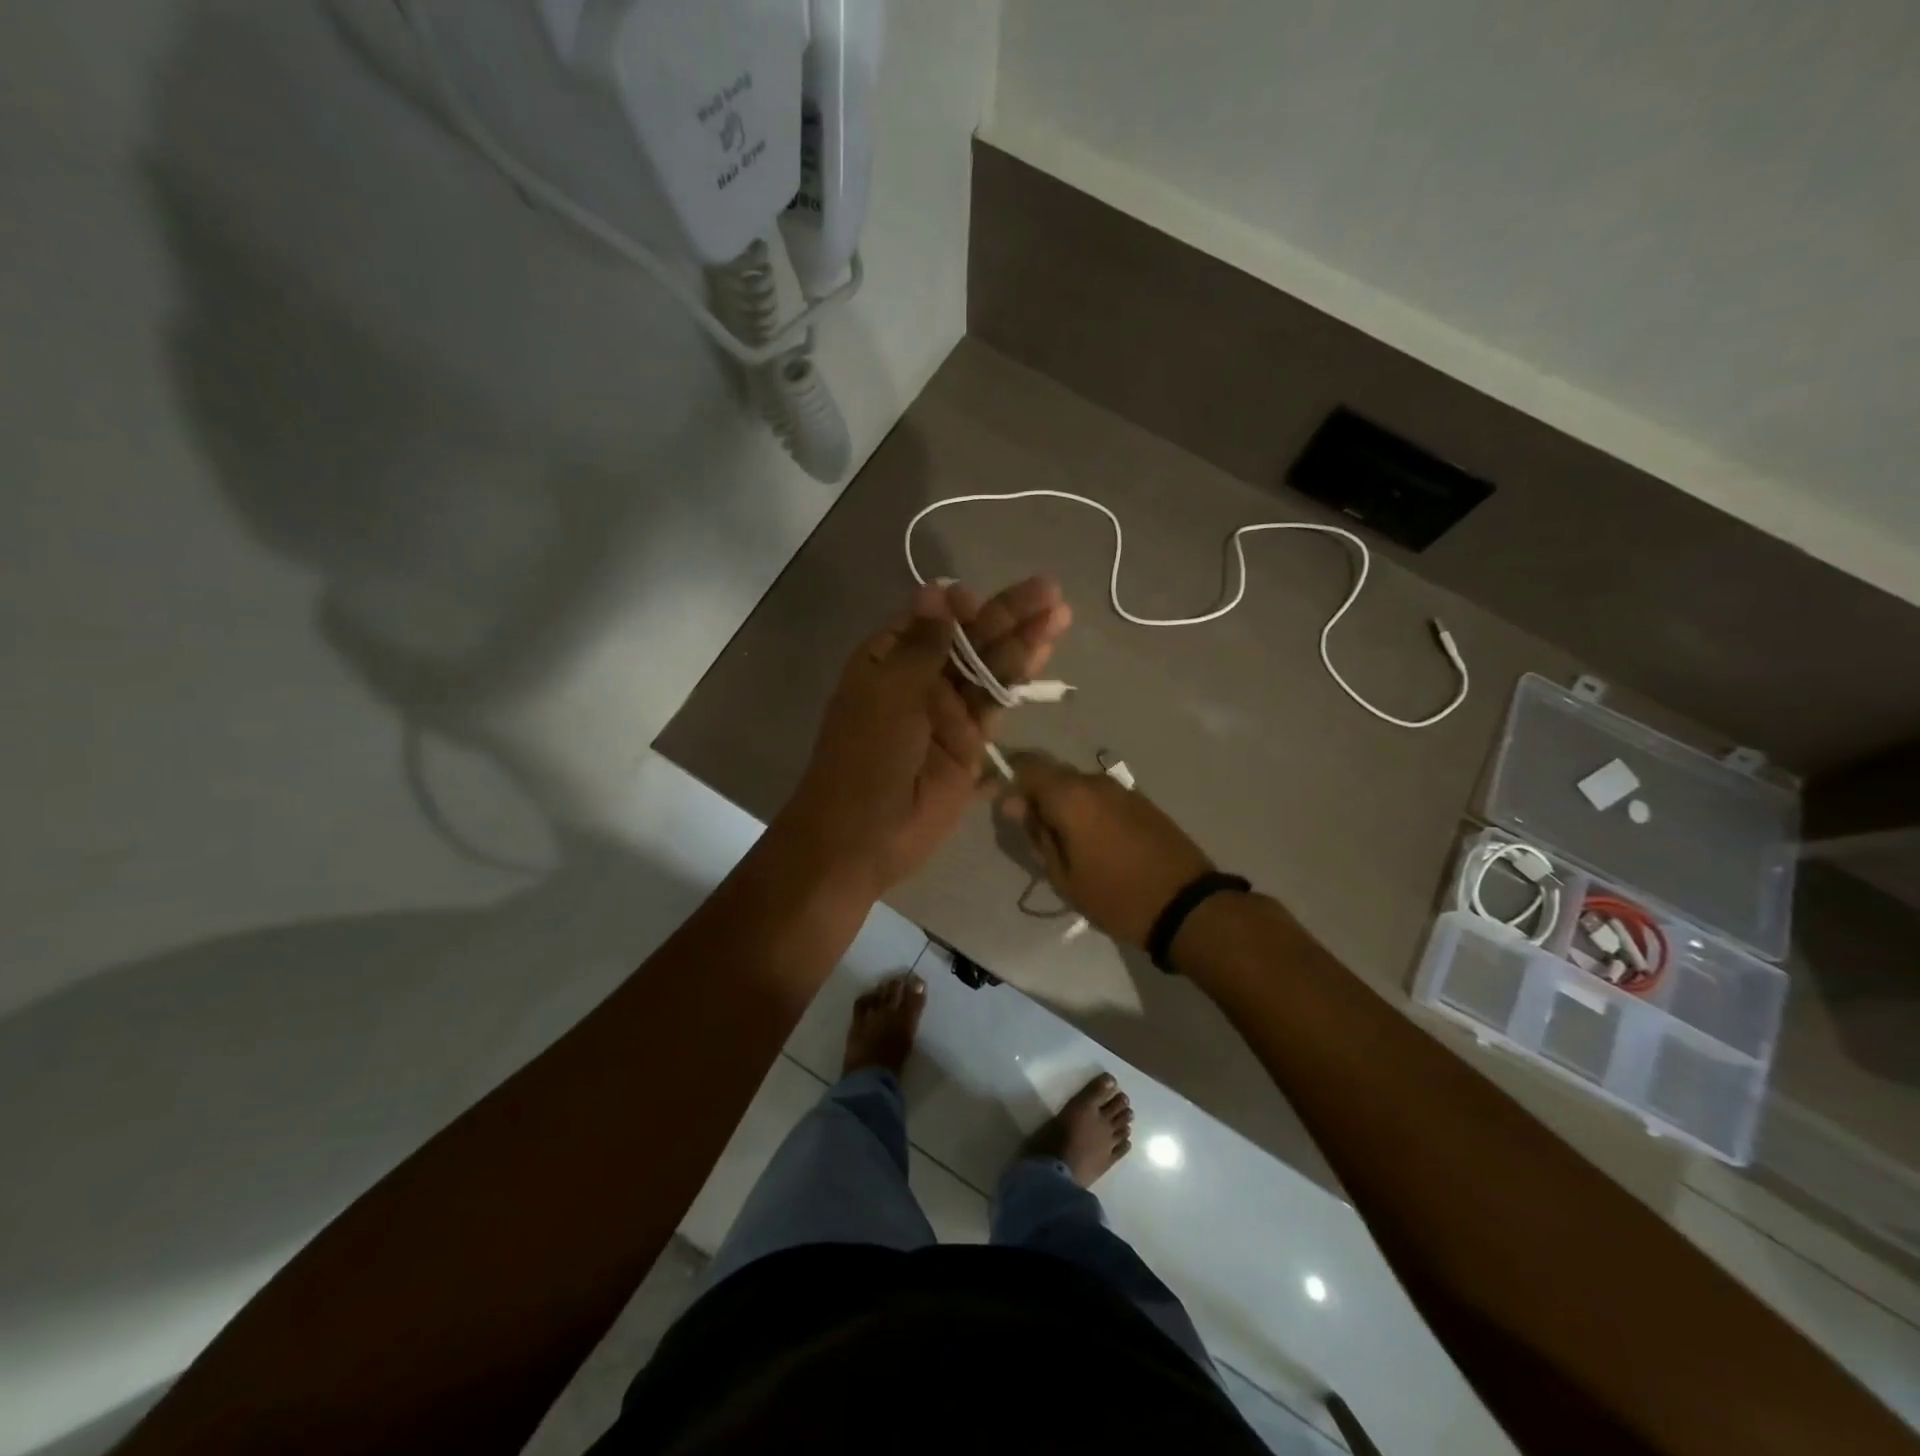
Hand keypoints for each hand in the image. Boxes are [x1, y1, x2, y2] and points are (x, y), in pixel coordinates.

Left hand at [780, 577, 1070, 898]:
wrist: (864, 836)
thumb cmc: (866, 756)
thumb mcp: (890, 692)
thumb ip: (924, 643)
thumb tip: (937, 588)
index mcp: (888, 660)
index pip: (932, 620)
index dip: (961, 607)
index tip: (982, 599)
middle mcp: (920, 680)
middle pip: (969, 640)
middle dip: (1007, 615)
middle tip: (1050, 591)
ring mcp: (947, 713)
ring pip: (989, 669)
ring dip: (1022, 642)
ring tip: (1059, 613)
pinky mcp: (970, 744)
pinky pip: (996, 705)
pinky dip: (1018, 681)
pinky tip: (1043, 653)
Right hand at [998, 753, 1213, 946]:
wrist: (1186, 905)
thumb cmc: (1115, 896)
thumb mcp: (1064, 876)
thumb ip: (1037, 834)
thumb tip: (1014, 805)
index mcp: (1070, 796)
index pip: (1026, 765)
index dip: (1008, 778)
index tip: (1001, 804)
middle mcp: (1095, 781)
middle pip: (1053, 775)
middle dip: (1037, 797)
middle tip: (1035, 835)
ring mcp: (1122, 789)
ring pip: (1078, 787)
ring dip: (1065, 806)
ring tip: (1066, 845)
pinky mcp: (1142, 802)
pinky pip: (1102, 797)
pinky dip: (1089, 812)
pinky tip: (1095, 843)